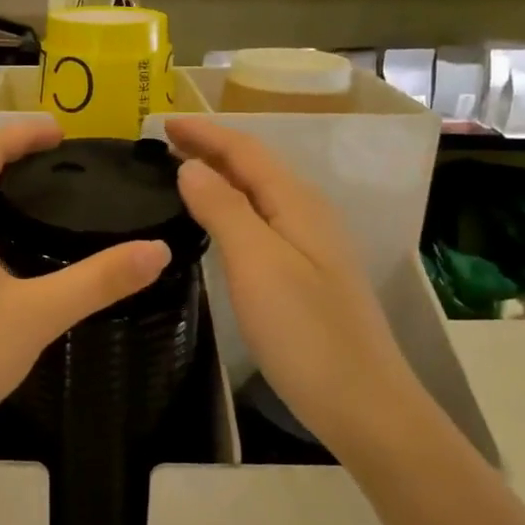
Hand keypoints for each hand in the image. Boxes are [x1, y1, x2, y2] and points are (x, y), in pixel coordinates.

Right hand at [165, 116, 420, 456]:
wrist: (362, 402)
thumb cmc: (305, 332)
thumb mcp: (257, 264)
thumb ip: (223, 209)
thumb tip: (191, 167)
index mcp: (298, 203)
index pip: (245, 150)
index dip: (204, 132)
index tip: (162, 121)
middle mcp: (308, 214)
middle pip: (255, 167)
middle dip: (211, 149)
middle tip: (164, 145)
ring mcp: (310, 246)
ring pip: (259, 195)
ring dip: (220, 178)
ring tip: (181, 175)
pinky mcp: (306, 275)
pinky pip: (262, 223)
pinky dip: (231, 210)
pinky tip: (215, 226)